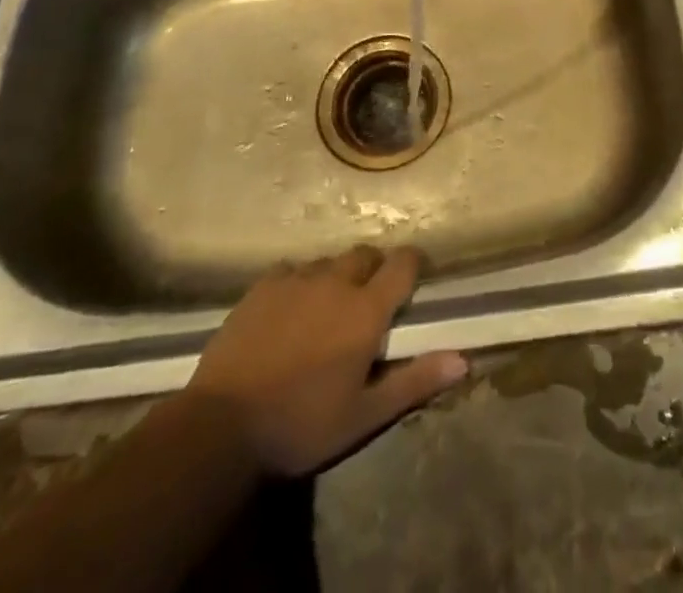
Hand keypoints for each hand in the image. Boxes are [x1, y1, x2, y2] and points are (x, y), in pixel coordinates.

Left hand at [184, 246, 468, 476]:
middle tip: (368, 302)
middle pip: (366, 255)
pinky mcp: (263, 285)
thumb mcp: (363, 416)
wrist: (219, 427)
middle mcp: (337, 281)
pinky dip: (300, 282)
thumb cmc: (300, 425)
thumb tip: (464, 361)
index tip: (414, 279)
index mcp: (366, 309)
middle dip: (374, 270)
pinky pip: (292, 269)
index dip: (413, 265)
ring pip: (329, 261)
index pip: (404, 263)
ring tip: (327, 308)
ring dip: (337, 276)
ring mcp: (297, 279)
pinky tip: (290, 308)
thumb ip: (414, 381)